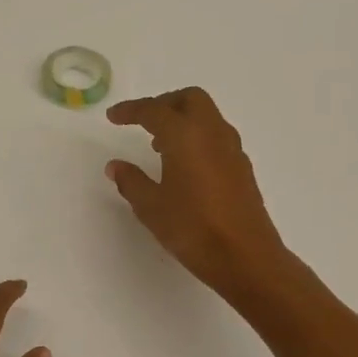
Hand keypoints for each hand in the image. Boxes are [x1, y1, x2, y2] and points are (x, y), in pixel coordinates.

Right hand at [106, 87, 288, 301]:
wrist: (245, 257)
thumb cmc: (192, 228)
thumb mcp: (151, 206)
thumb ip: (131, 181)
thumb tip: (116, 166)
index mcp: (185, 135)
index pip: (154, 110)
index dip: (130, 110)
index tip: (112, 117)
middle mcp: (211, 133)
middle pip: (189, 99)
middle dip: (163, 104)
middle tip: (143, 122)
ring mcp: (232, 149)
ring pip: (207, 116)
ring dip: (183, 120)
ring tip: (160, 146)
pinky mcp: (242, 168)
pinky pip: (216, 137)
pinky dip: (197, 138)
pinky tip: (185, 166)